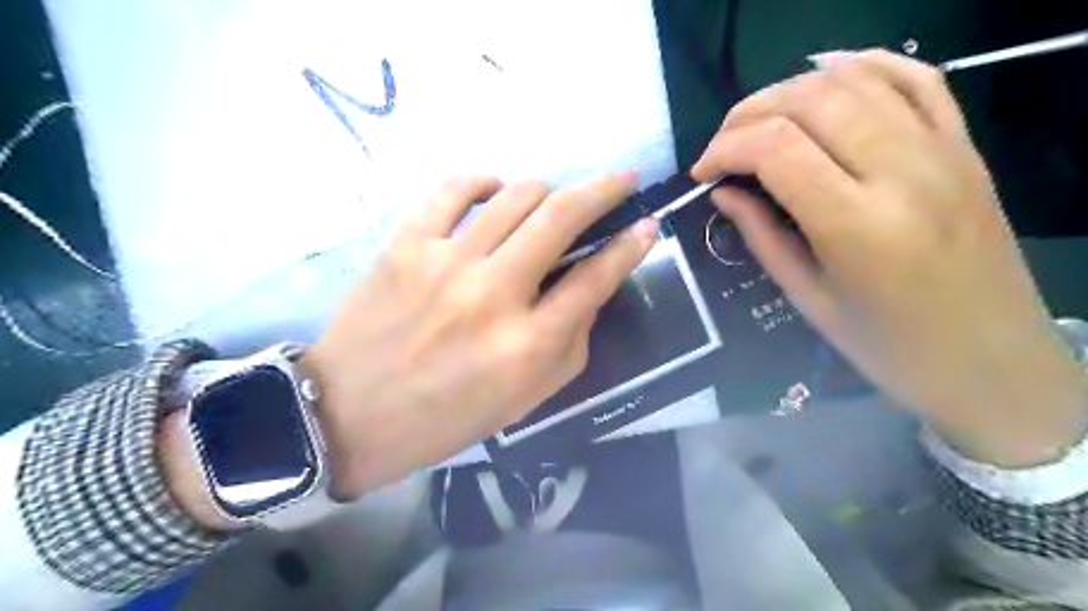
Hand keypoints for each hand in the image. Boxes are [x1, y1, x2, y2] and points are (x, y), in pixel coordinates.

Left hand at [299, 174, 653, 499]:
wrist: (349, 415)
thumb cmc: (446, 417)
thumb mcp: (526, 398)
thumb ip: (569, 342)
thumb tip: (588, 287)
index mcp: (527, 345)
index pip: (595, 279)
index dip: (630, 247)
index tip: (647, 226)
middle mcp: (493, 294)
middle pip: (561, 218)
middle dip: (603, 190)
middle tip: (621, 180)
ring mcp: (446, 263)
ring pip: (515, 195)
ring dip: (548, 190)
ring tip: (552, 201)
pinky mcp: (405, 245)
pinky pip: (452, 189)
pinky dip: (483, 181)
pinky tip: (495, 189)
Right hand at [692, 49, 1086, 466]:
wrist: (991, 361)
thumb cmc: (889, 347)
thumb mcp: (809, 300)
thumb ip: (762, 237)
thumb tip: (723, 193)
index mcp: (857, 224)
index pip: (776, 148)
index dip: (725, 148)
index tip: (702, 171)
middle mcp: (903, 171)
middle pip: (811, 101)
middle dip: (749, 113)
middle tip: (722, 146)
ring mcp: (942, 150)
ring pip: (856, 80)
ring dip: (792, 89)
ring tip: (760, 122)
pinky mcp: (964, 146)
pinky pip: (917, 77)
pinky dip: (864, 64)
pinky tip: (826, 74)